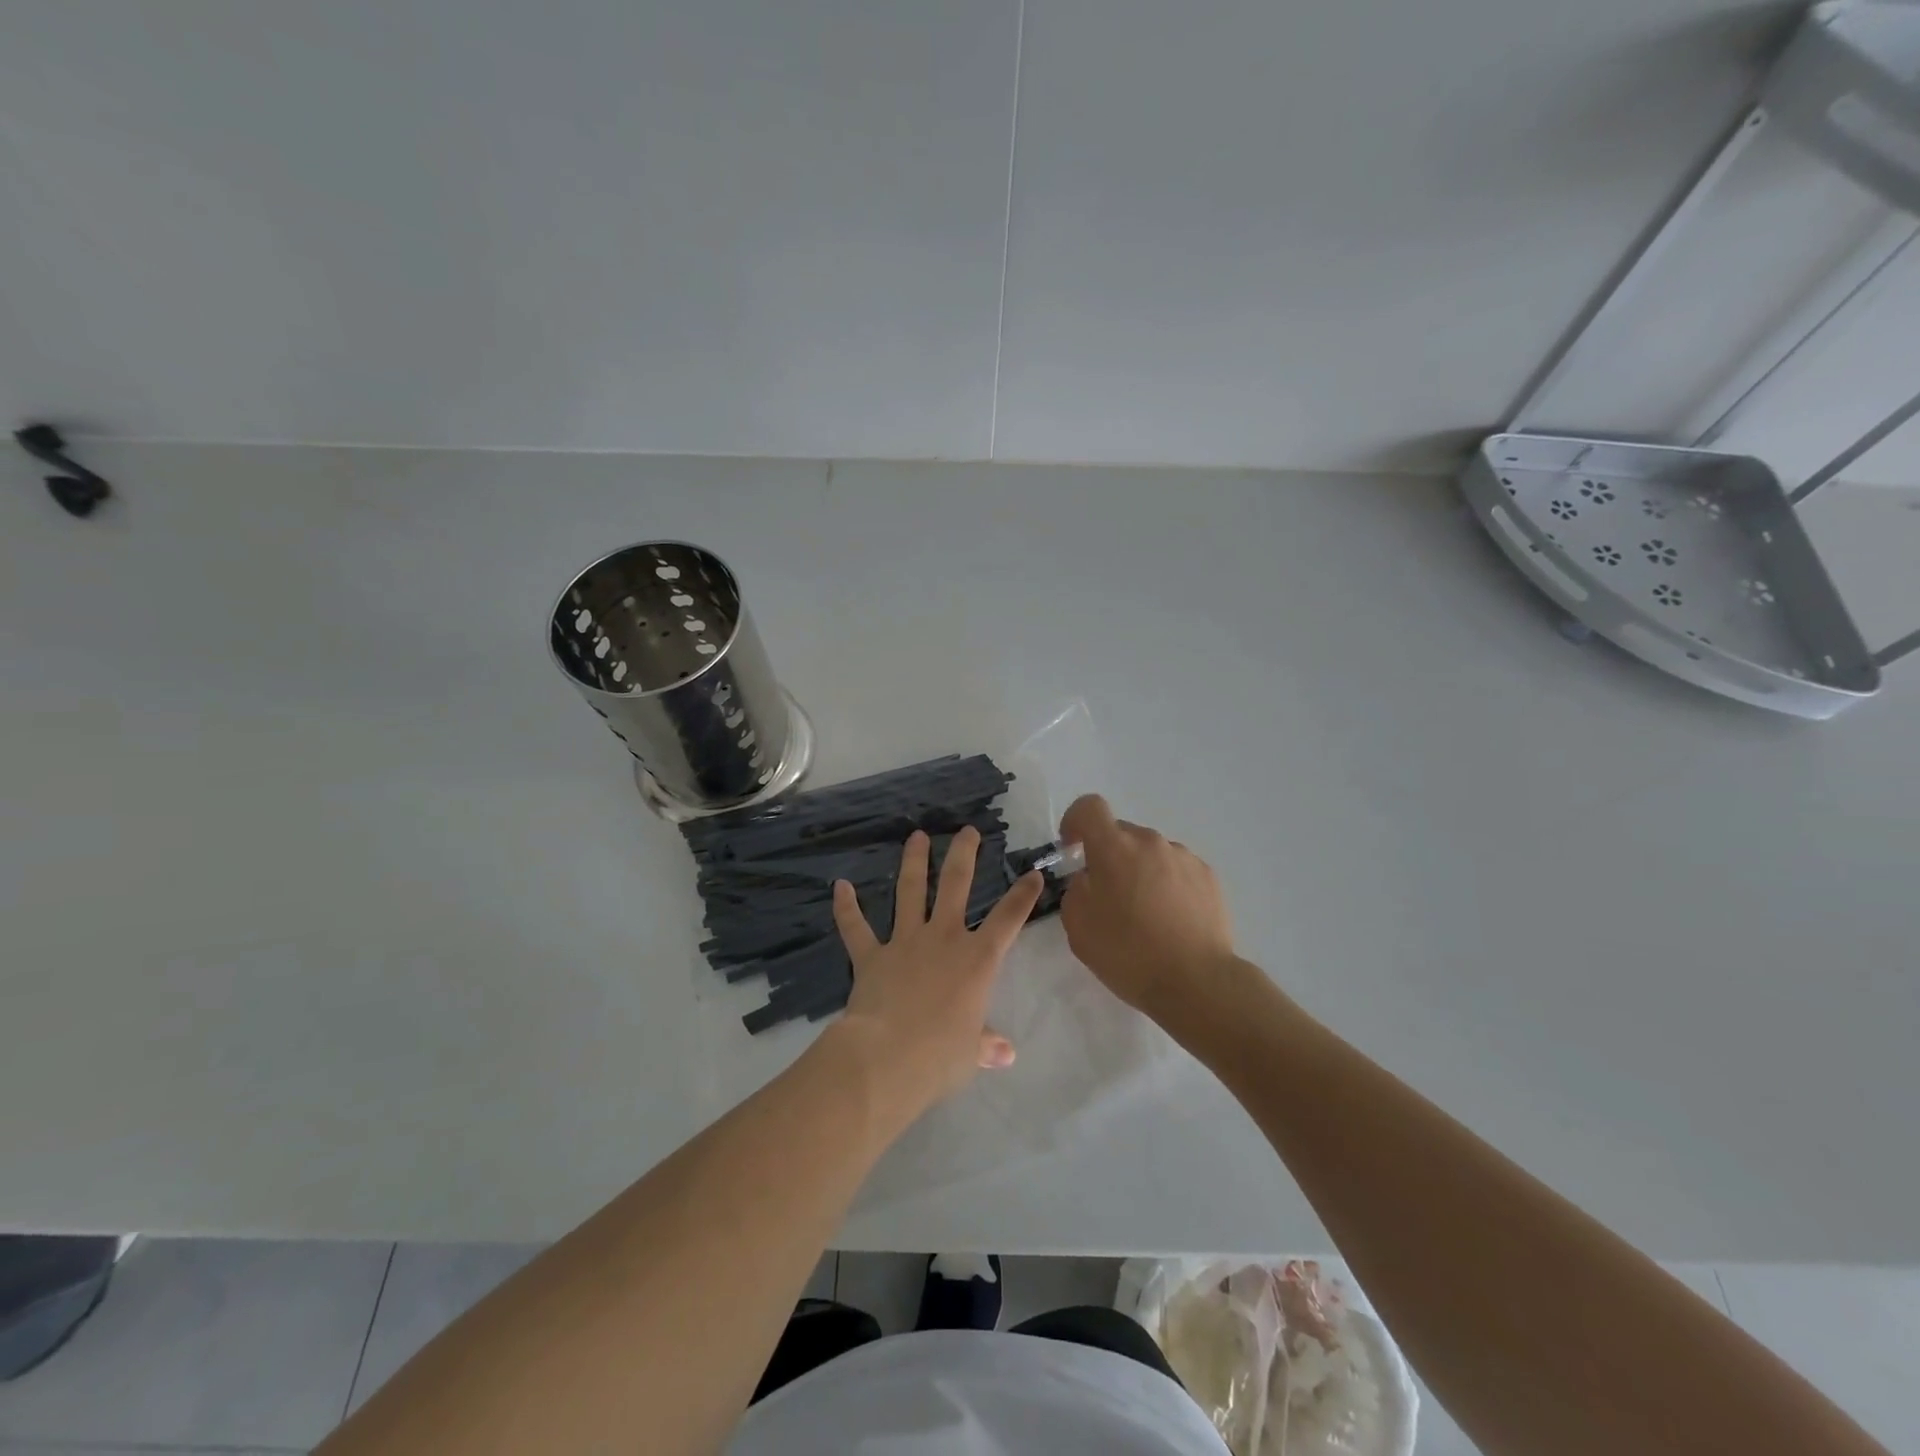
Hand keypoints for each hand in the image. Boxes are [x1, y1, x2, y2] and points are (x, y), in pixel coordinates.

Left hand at [827, 827, 1043, 1116]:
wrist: (887, 1058)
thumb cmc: (940, 1056)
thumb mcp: (972, 1053)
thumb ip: (987, 1045)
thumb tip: (1006, 1054)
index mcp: (977, 960)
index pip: (1008, 919)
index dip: (1023, 895)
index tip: (1033, 874)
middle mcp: (943, 939)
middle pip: (955, 885)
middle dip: (963, 854)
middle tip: (966, 831)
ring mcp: (904, 942)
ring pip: (909, 892)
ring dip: (913, 862)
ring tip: (916, 836)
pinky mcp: (870, 956)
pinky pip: (856, 928)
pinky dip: (846, 908)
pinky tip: (840, 886)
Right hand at [1058, 794, 1234, 1015]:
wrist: (1197, 982)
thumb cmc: (1128, 953)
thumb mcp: (1078, 927)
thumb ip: (1075, 890)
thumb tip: (1089, 879)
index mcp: (1114, 848)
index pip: (1089, 807)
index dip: (1075, 821)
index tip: (1072, 848)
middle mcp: (1150, 842)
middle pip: (1121, 833)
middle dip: (1108, 856)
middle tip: (1108, 896)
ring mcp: (1183, 857)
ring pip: (1150, 853)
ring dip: (1139, 871)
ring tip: (1144, 914)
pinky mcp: (1208, 876)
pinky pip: (1176, 869)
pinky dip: (1166, 885)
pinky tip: (1170, 920)